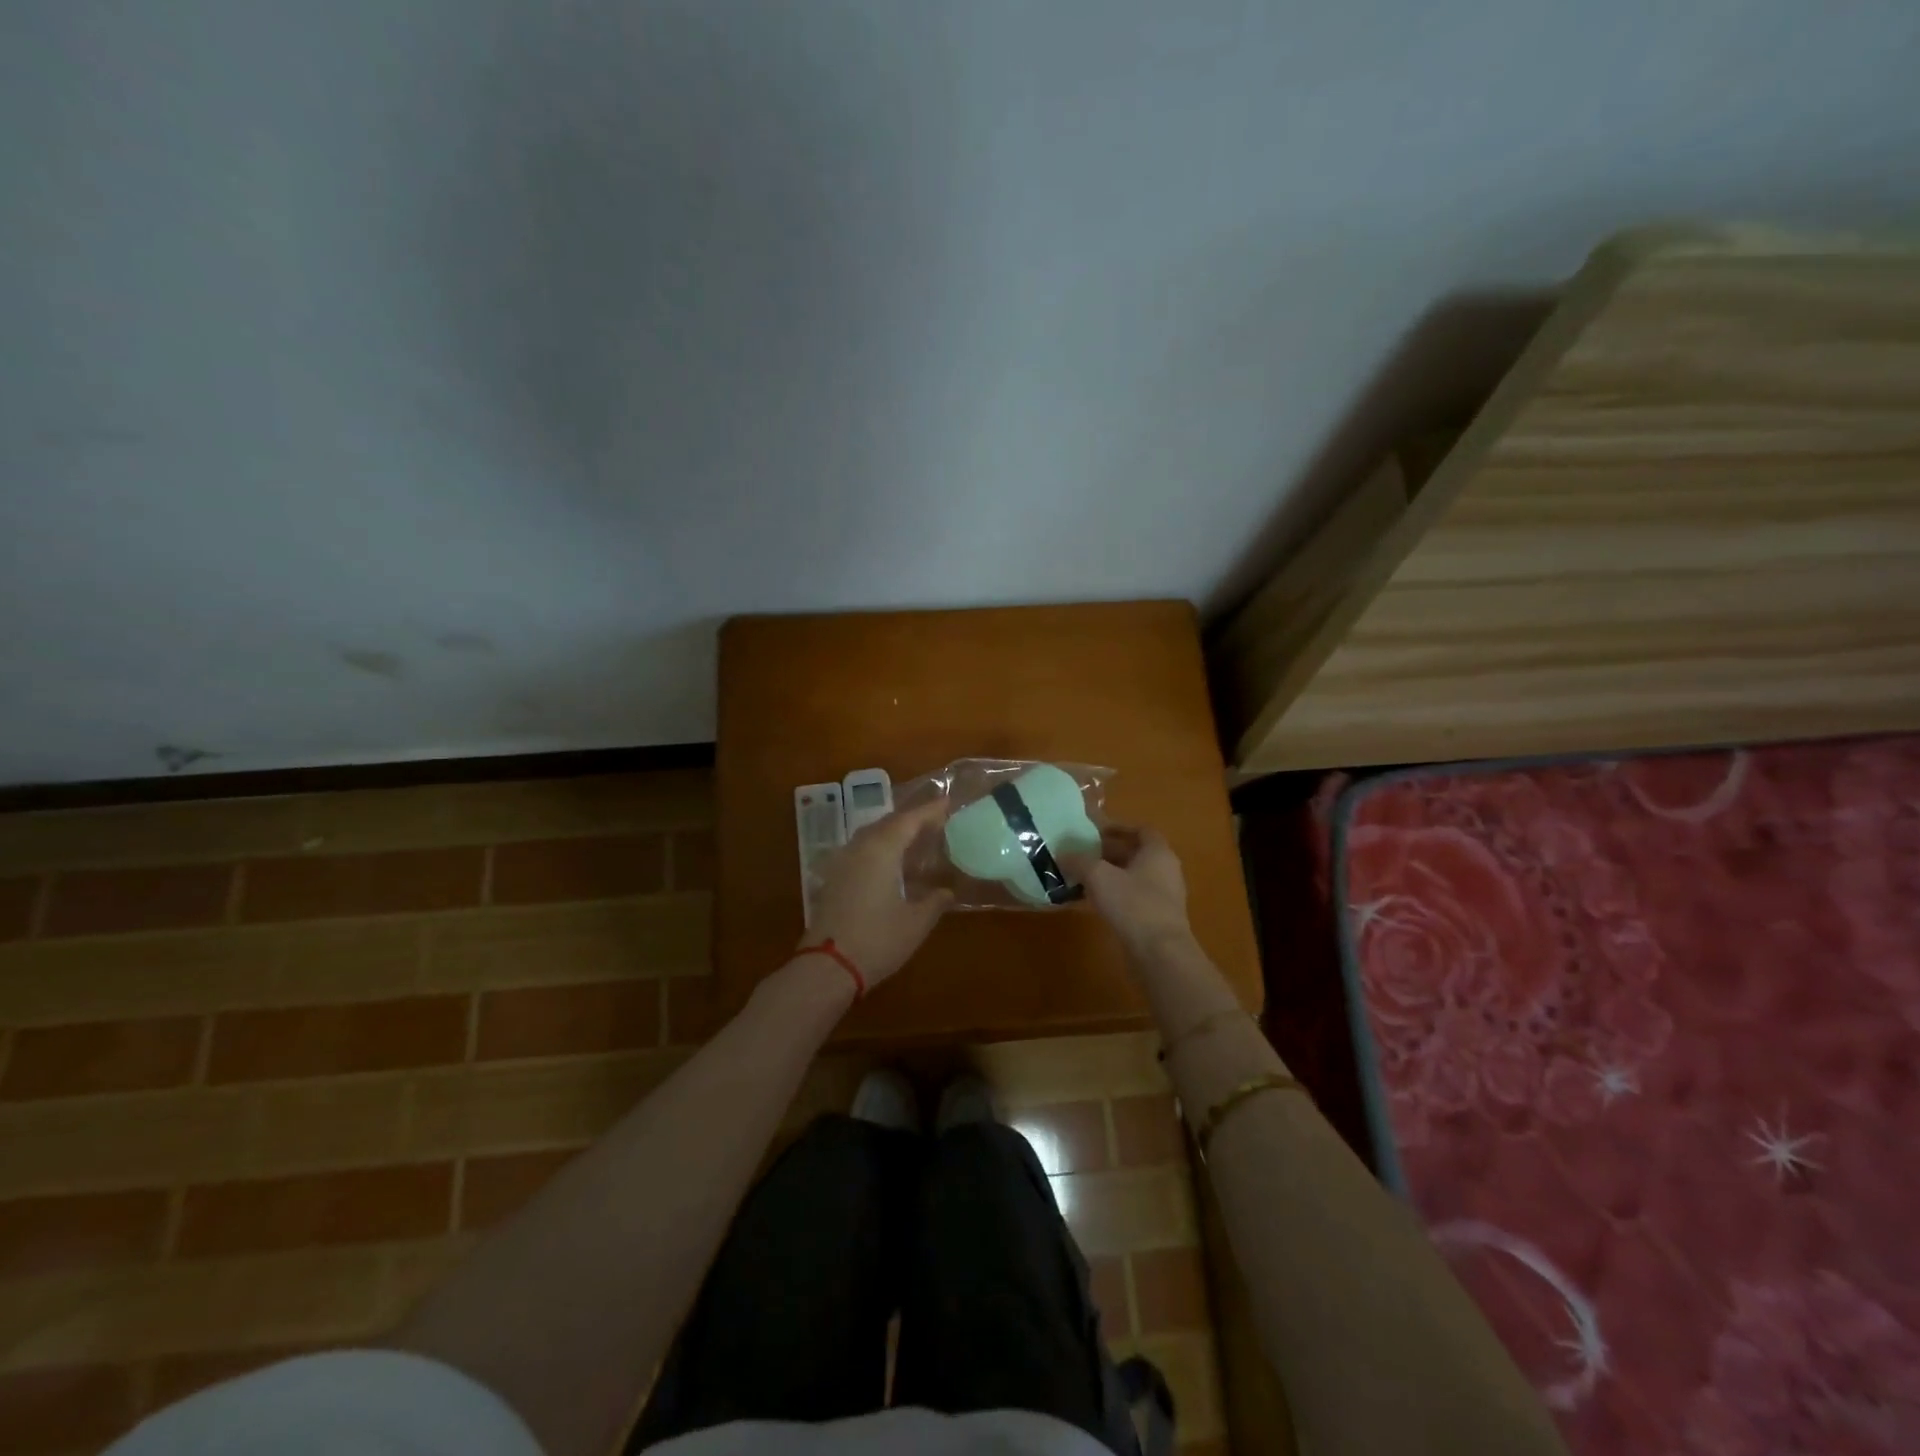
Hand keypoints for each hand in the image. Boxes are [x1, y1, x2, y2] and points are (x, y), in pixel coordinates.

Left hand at [800, 800, 954, 987]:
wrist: (827, 967)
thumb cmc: (877, 940)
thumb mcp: (916, 922)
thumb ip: (934, 902)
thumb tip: (947, 892)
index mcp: (881, 850)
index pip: (910, 820)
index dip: (930, 810)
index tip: (948, 802)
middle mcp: (859, 848)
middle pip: (888, 823)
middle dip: (912, 819)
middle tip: (936, 820)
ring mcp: (842, 863)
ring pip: (872, 836)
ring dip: (894, 832)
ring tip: (917, 838)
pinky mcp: (834, 880)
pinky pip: (861, 851)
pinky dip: (881, 848)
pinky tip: (892, 863)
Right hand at [1062, 825, 1192, 954]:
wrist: (1160, 953)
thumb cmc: (1133, 905)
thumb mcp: (1098, 876)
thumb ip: (1079, 861)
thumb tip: (1063, 853)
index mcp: (1158, 852)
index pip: (1141, 830)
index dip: (1119, 827)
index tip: (1096, 831)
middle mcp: (1166, 870)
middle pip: (1136, 853)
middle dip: (1109, 852)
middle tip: (1083, 853)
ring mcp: (1164, 896)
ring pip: (1134, 877)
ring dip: (1111, 874)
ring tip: (1083, 876)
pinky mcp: (1158, 918)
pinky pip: (1134, 897)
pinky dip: (1115, 894)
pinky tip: (1094, 902)